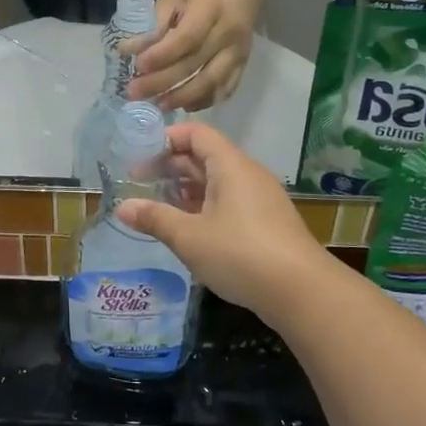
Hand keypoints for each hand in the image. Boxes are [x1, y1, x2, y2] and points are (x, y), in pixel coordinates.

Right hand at [115, 124, 331, 315]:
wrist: (303, 292)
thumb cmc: (240, 254)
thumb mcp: (189, 237)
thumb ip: (155, 218)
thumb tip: (122, 207)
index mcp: (230, 166)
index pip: (196, 134)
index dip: (166, 139)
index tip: (139, 157)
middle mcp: (247, 175)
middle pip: (205, 156)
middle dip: (171, 166)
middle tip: (139, 183)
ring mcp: (260, 199)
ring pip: (217, 182)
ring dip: (186, 190)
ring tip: (158, 206)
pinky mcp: (267, 223)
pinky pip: (229, 202)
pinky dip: (204, 206)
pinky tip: (189, 229)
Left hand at [123, 0, 259, 110]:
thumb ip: (155, 24)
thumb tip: (128, 51)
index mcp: (210, 8)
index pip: (186, 38)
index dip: (161, 55)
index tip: (137, 66)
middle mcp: (227, 33)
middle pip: (194, 64)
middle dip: (162, 82)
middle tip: (135, 93)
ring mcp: (239, 51)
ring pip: (212, 82)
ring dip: (182, 97)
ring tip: (157, 105)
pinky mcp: (244, 63)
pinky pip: (226, 88)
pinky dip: (205, 100)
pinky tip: (184, 106)